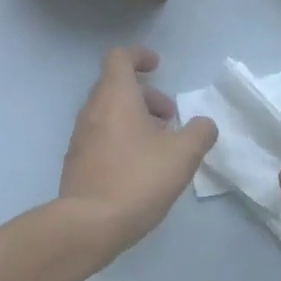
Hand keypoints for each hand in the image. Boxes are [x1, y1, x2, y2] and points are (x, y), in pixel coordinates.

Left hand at [59, 47, 216, 256]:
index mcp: (115, 96)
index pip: (119, 57)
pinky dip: (121, 138)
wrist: (89, 224)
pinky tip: (139, 167)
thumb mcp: (183, 154)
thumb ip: (199, 133)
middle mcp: (92, 109)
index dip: (139, 56)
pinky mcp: (76, 161)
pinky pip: (101, 136)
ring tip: (159, 145)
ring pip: (108, 113)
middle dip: (145, 95)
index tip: (157, 66)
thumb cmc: (138, 178)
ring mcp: (80, 136)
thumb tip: (204, 124)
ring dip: (134, 118)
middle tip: (169, 116)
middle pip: (115, 86)